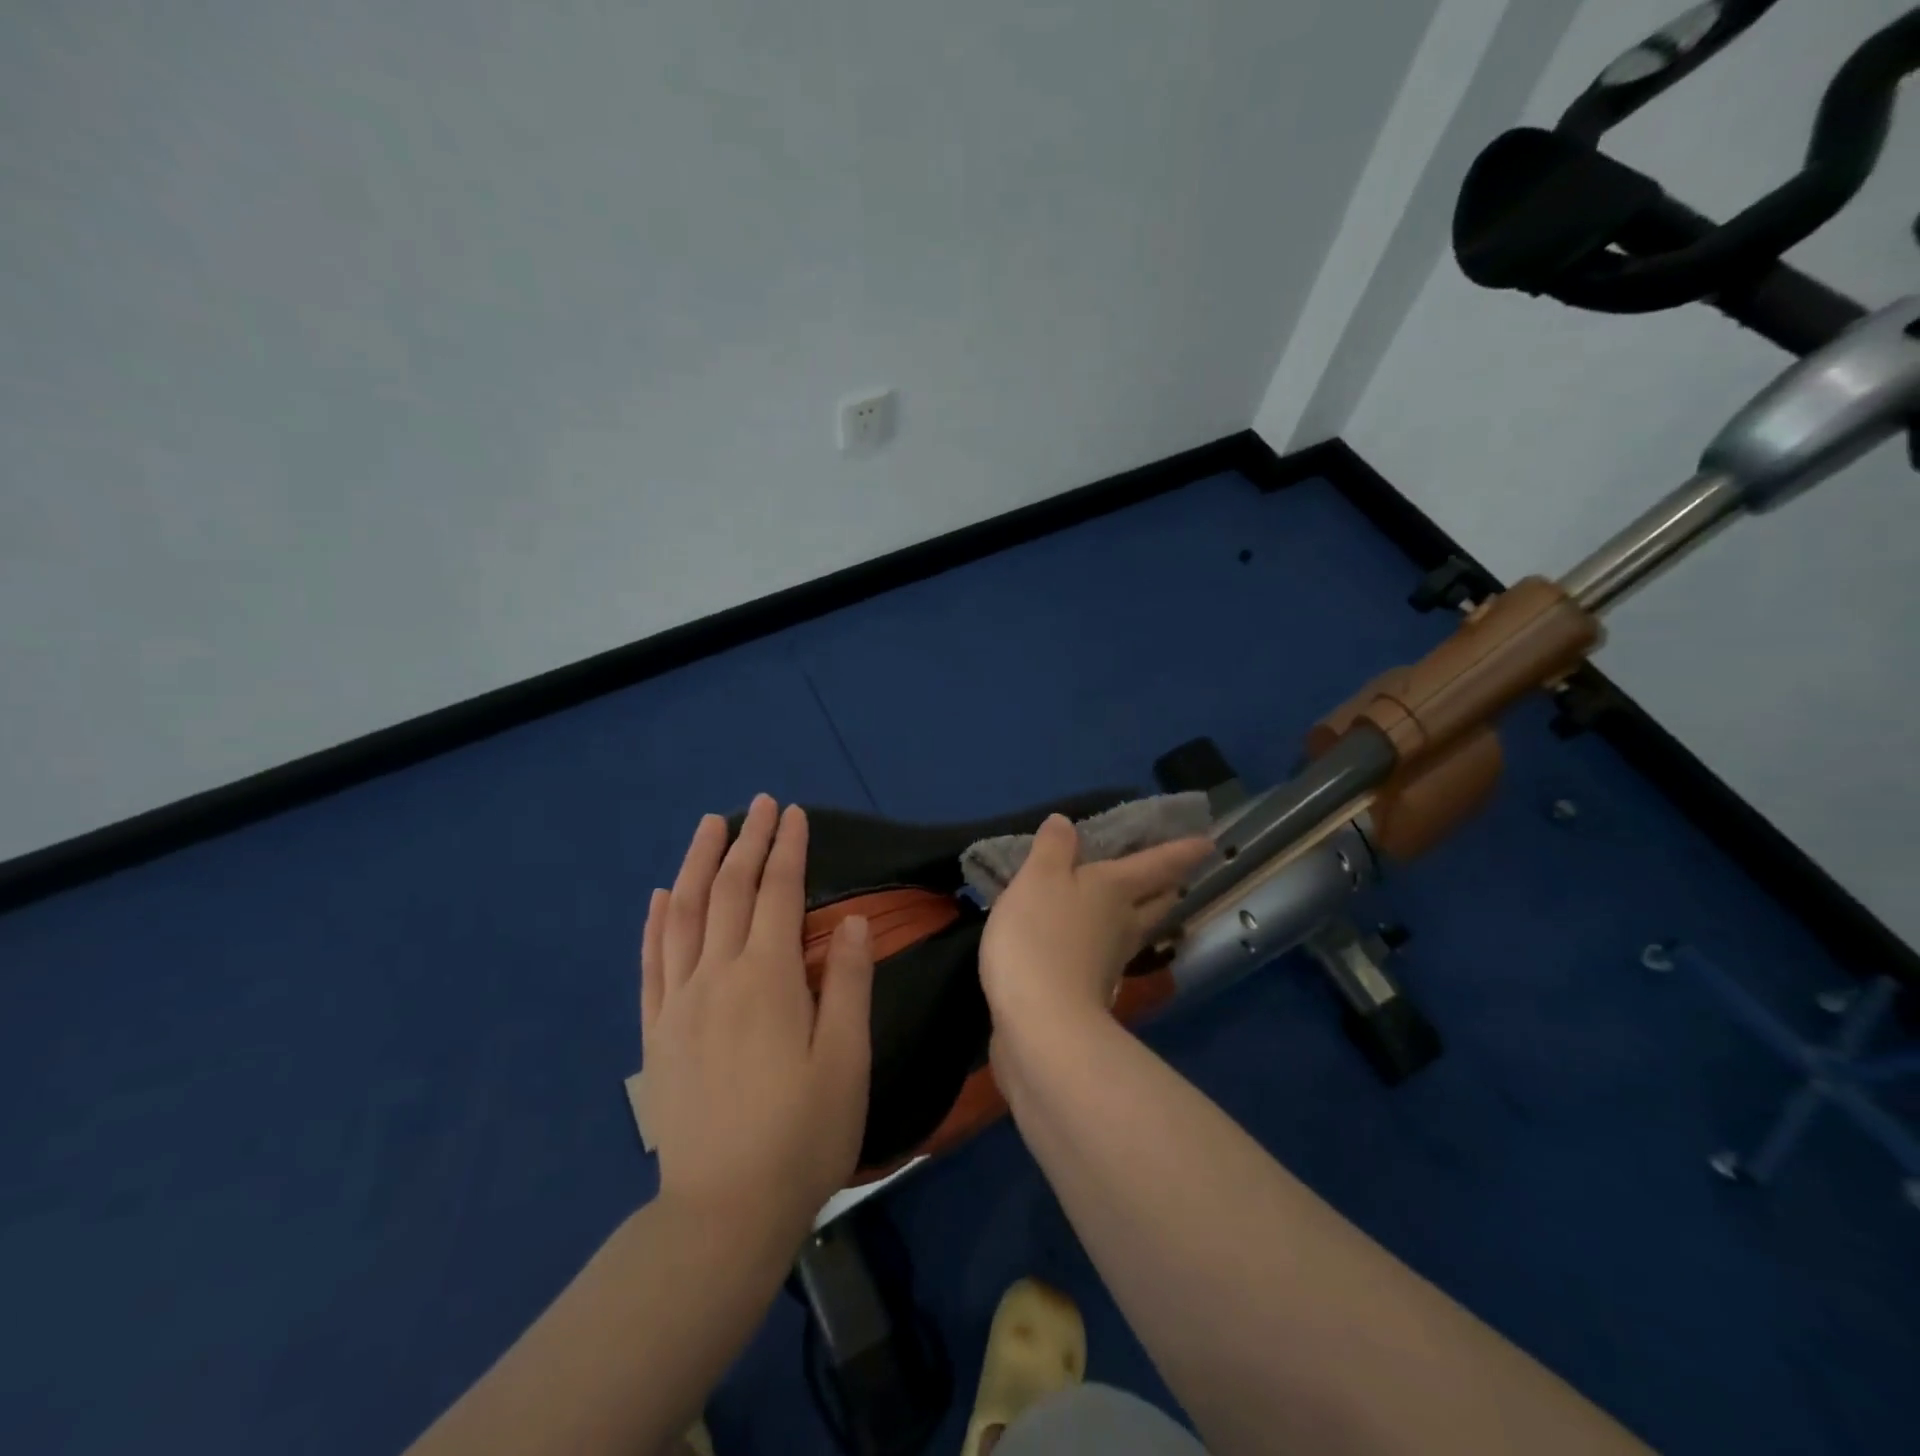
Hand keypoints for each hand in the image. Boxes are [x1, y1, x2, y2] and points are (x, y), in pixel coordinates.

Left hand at [640, 795, 874, 1241]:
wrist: (723, 1212)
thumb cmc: (801, 1134)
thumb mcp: (846, 1059)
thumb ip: (847, 983)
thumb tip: (848, 922)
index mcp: (767, 978)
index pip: (777, 893)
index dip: (787, 848)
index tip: (793, 813)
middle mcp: (717, 976)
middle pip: (730, 891)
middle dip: (746, 841)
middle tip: (759, 804)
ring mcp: (680, 1002)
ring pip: (685, 914)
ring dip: (698, 864)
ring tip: (708, 826)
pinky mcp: (657, 1032)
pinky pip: (652, 961)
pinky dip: (657, 921)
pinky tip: (662, 897)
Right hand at [979, 814, 1213, 1039]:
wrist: (1040, 1023)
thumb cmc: (1040, 936)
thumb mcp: (1038, 878)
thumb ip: (1053, 848)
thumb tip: (1066, 823)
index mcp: (1116, 889)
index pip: (1158, 865)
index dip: (1182, 851)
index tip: (1208, 844)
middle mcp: (1123, 924)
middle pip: (1156, 902)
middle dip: (1167, 887)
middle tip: (1174, 877)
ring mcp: (1111, 963)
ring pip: (1136, 931)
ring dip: (1141, 917)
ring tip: (1133, 905)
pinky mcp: (1091, 993)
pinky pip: (1106, 956)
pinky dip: (1104, 944)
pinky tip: (1089, 944)